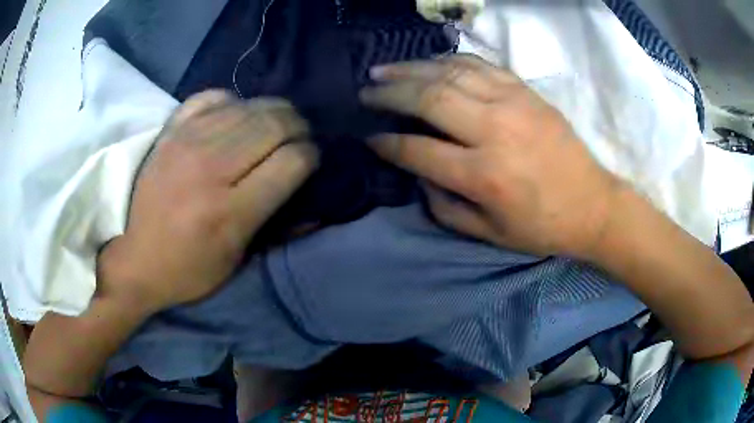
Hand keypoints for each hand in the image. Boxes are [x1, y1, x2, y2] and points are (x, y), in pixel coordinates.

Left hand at [97, 91, 318, 311]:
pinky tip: (234, 116)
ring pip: (249, 106)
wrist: (131, 258)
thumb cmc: (186, 270)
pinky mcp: (171, 131)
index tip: (309, 161)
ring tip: (274, 124)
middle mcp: (211, 168)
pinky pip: (212, 97)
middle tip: (297, 138)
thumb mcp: (235, 263)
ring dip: (272, 112)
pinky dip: (232, 102)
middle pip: (274, 124)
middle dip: (297, 128)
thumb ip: (275, 227)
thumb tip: (314, 203)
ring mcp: (187, 142)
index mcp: (230, 211)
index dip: (310, 156)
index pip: (291, 161)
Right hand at [361, 55, 622, 257]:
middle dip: (389, 93)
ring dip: (411, 69)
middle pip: (429, 99)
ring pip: (450, 74)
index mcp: (484, 175)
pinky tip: (429, 63)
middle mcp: (494, 131)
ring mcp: (512, 103)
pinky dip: (448, 61)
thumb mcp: (489, 233)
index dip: (387, 143)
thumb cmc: (542, 225)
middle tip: (365, 91)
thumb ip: (445, 207)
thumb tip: (418, 173)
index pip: (418, 150)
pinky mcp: (526, 91)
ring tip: (384, 70)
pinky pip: (479, 65)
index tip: (369, 137)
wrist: (593, 204)